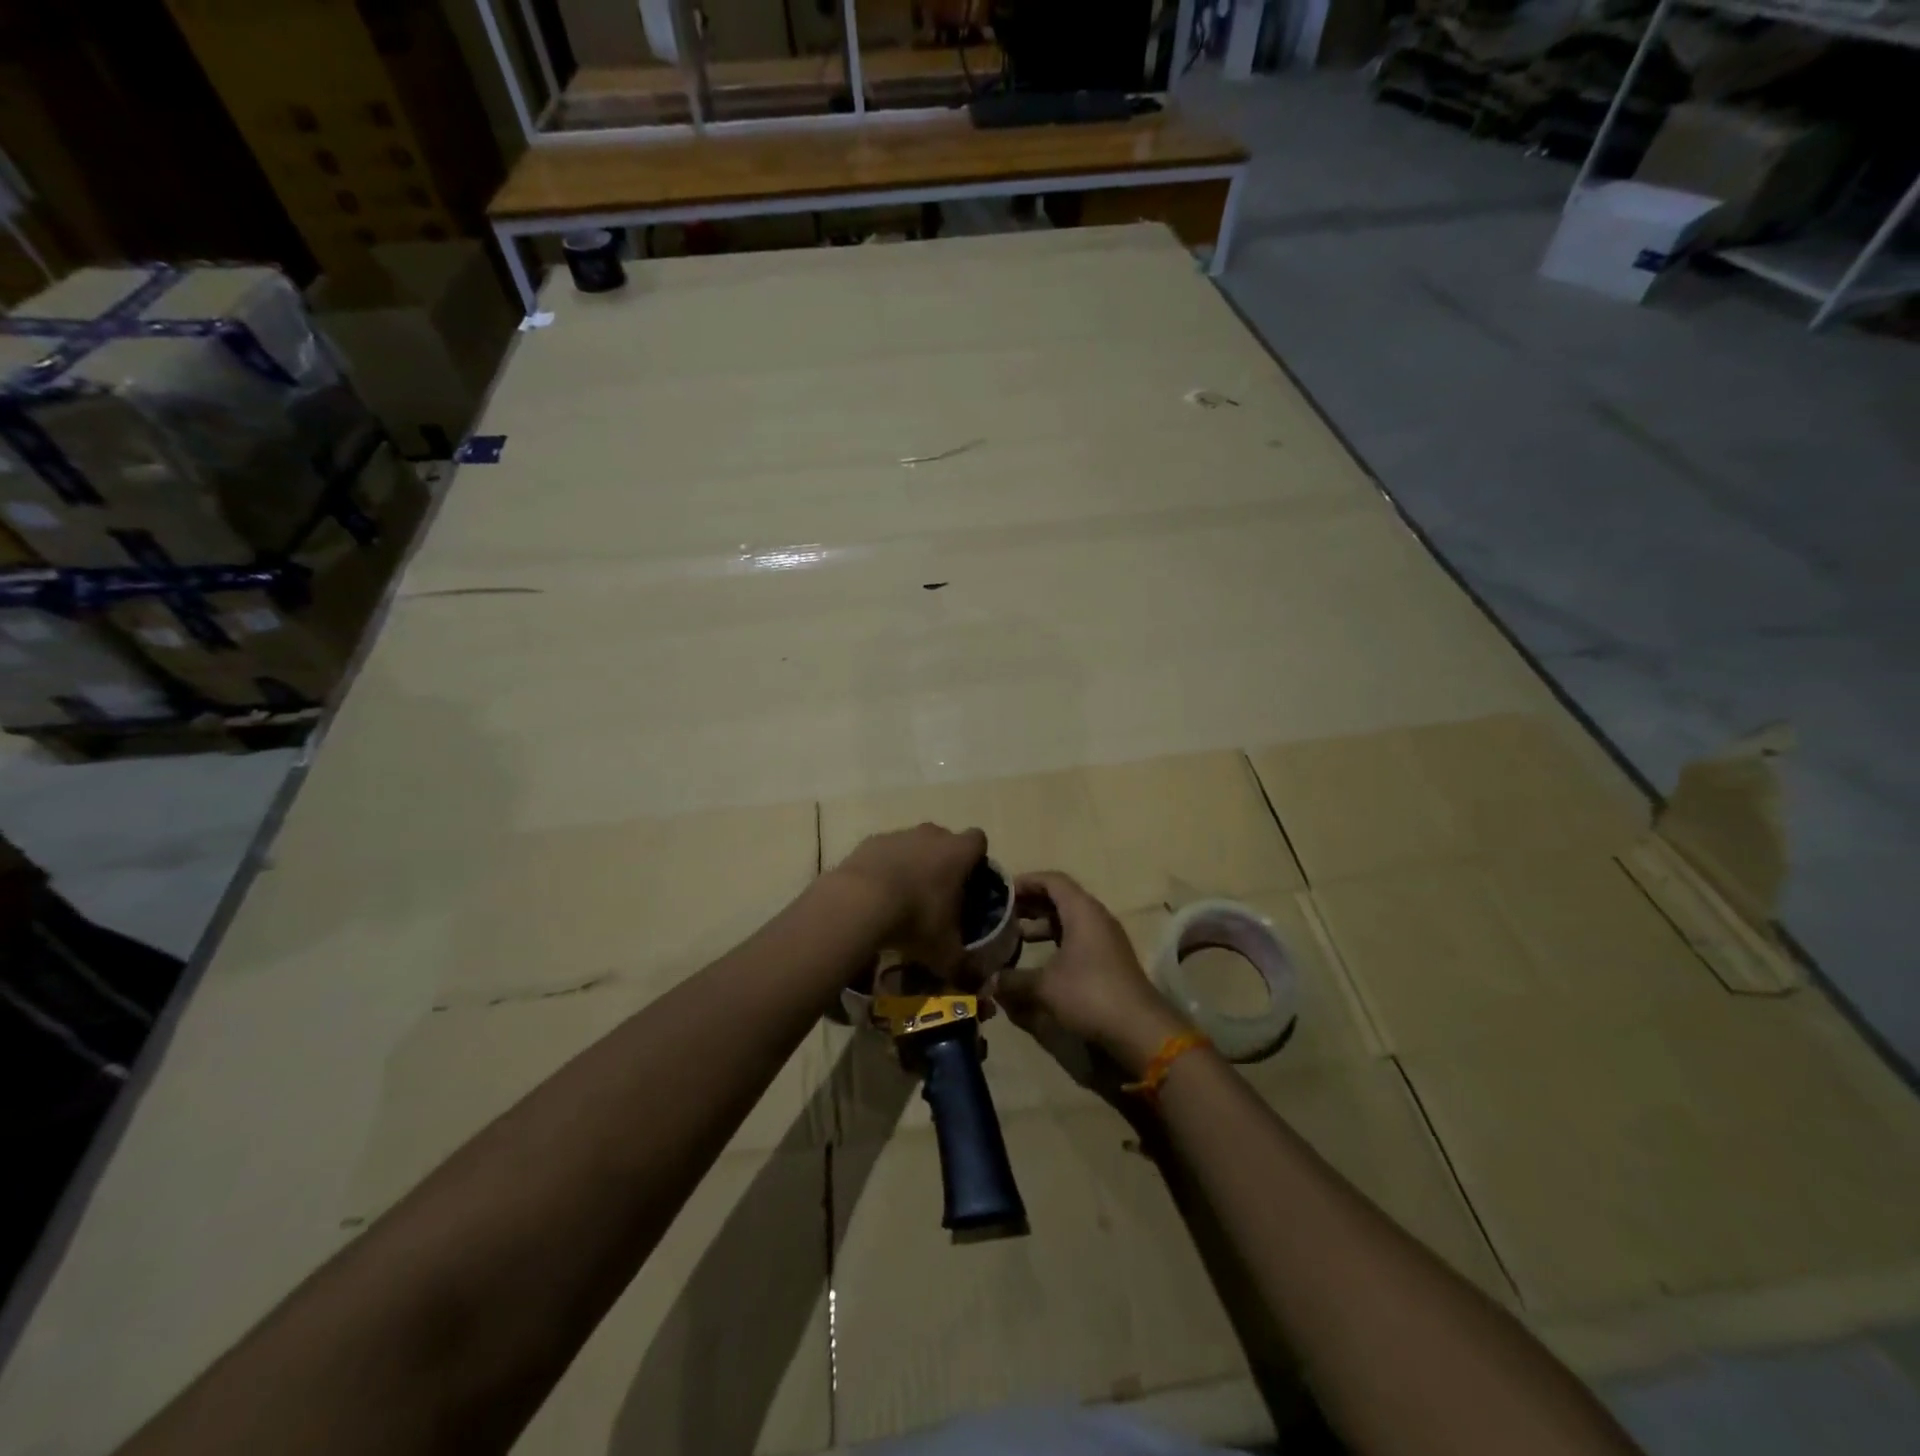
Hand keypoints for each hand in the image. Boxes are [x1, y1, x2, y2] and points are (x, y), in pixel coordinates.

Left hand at [830, 823, 986, 974]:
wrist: (859, 902)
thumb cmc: (916, 919)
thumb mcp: (945, 951)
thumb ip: (966, 967)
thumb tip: (980, 985)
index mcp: (958, 852)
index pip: (978, 841)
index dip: (976, 859)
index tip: (969, 882)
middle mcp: (931, 835)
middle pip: (944, 840)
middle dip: (943, 862)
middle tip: (937, 896)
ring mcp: (899, 835)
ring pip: (913, 844)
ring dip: (912, 864)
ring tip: (902, 899)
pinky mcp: (870, 842)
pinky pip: (885, 852)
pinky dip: (884, 869)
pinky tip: (876, 895)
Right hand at [998, 871, 1188, 1077]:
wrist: (1140, 1030)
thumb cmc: (1090, 994)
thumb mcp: (1044, 987)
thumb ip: (1013, 980)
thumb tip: (990, 980)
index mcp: (1082, 911)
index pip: (1052, 880)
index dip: (1025, 882)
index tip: (1001, 892)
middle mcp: (1095, 917)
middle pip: (1060, 898)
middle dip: (1030, 903)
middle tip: (1002, 913)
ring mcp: (1105, 939)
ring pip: (1068, 920)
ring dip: (1042, 924)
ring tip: (1014, 936)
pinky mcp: (1108, 960)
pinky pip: (1077, 938)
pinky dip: (1055, 941)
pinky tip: (1037, 960)